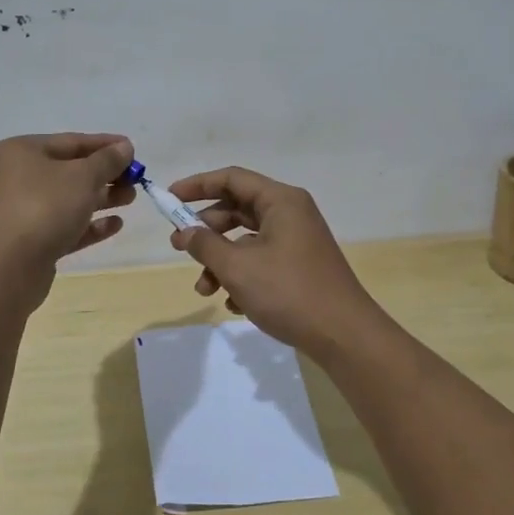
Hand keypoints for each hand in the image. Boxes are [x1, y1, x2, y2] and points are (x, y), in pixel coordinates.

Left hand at [0, 134, 135, 298]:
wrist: (9, 267)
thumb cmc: (45, 207)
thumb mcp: (83, 177)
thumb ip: (107, 160)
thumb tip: (124, 147)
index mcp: (21, 151)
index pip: (71, 141)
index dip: (105, 145)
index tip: (133, 150)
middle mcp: (16, 177)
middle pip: (70, 171)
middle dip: (105, 175)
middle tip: (136, 179)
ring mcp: (21, 211)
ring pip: (68, 199)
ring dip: (101, 198)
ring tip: (131, 199)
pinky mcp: (29, 241)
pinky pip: (64, 226)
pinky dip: (88, 224)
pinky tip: (115, 225)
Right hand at [166, 166, 389, 357]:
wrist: (344, 335)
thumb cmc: (289, 292)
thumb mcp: (238, 267)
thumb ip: (205, 245)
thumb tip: (184, 232)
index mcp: (281, 201)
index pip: (231, 179)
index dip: (197, 185)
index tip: (169, 199)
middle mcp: (291, 213)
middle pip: (238, 209)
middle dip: (206, 230)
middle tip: (178, 247)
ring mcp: (297, 241)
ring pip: (247, 240)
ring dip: (221, 261)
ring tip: (204, 289)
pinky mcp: (300, 267)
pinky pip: (262, 261)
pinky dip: (242, 276)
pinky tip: (233, 304)